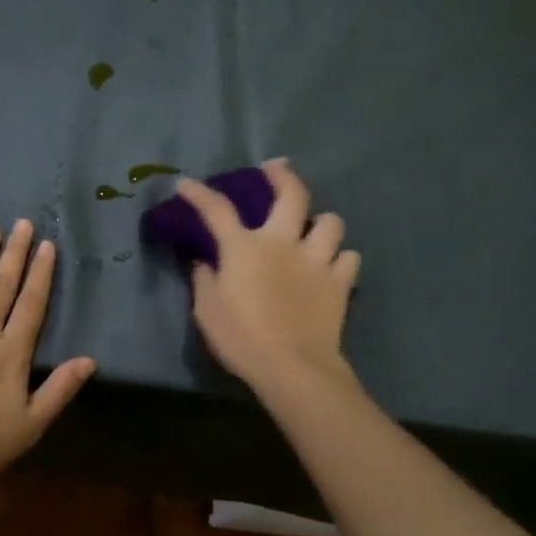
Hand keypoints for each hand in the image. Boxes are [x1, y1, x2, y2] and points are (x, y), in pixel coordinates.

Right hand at [179, 159, 360, 398]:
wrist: (293, 367)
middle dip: (283, 175)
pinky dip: (341, 259)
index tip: (187, 184)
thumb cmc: (241, 339)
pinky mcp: (340, 283)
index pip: (217, 210)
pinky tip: (332, 267)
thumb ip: (204, 280)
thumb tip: (205, 261)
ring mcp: (317, 261)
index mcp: (245, 248)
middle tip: (276, 168)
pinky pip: (349, 258)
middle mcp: (283, 243)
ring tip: (314, 230)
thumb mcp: (207, 311)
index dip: (199, 194)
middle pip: (291, 195)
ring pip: (331, 223)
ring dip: (321, 224)